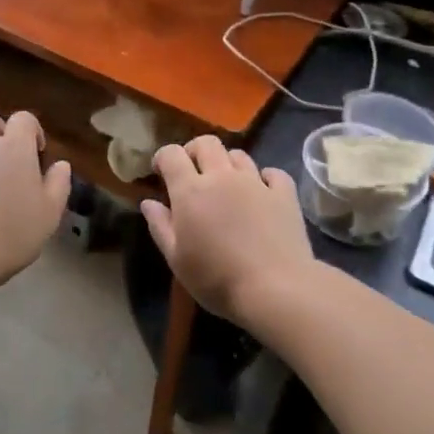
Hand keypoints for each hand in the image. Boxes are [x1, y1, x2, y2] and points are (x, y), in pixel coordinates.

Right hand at [142, 136, 313, 327]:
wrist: (275, 289)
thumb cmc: (217, 279)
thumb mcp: (176, 259)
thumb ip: (160, 226)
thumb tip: (148, 202)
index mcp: (191, 190)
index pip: (171, 154)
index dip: (163, 157)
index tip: (160, 172)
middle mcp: (222, 177)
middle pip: (207, 143)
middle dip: (194, 151)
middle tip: (192, 172)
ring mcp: (256, 183)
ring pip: (239, 155)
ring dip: (227, 164)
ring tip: (226, 185)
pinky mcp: (284, 194)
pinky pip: (272, 173)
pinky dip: (264, 178)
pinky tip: (262, 192)